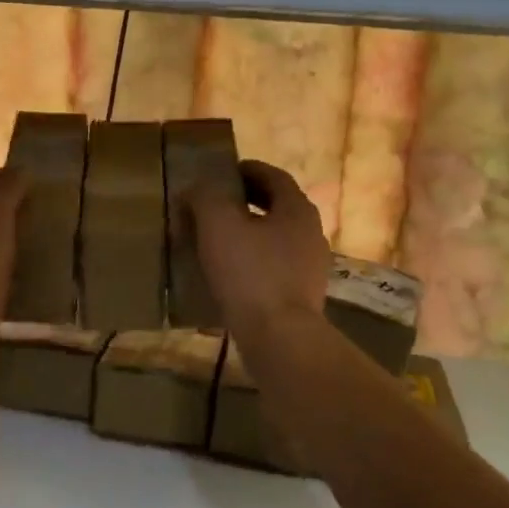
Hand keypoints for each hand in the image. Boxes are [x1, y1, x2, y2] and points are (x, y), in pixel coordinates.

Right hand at [185, 159, 330, 337]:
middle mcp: (311, 233)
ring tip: (218, 242)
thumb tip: (197, 187)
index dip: (248, 170)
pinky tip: (230, 275)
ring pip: (276, 239)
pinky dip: (254, 262)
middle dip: (248, 202)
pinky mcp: (302, 296)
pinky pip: (275, 268)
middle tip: (216, 205)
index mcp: (297, 209)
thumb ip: (206, 197)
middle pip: (278, 207)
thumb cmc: (250, 273)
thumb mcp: (219, 224)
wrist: (279, 337)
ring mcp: (311, 267)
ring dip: (250, 234)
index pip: (274, 176)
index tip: (224, 173)